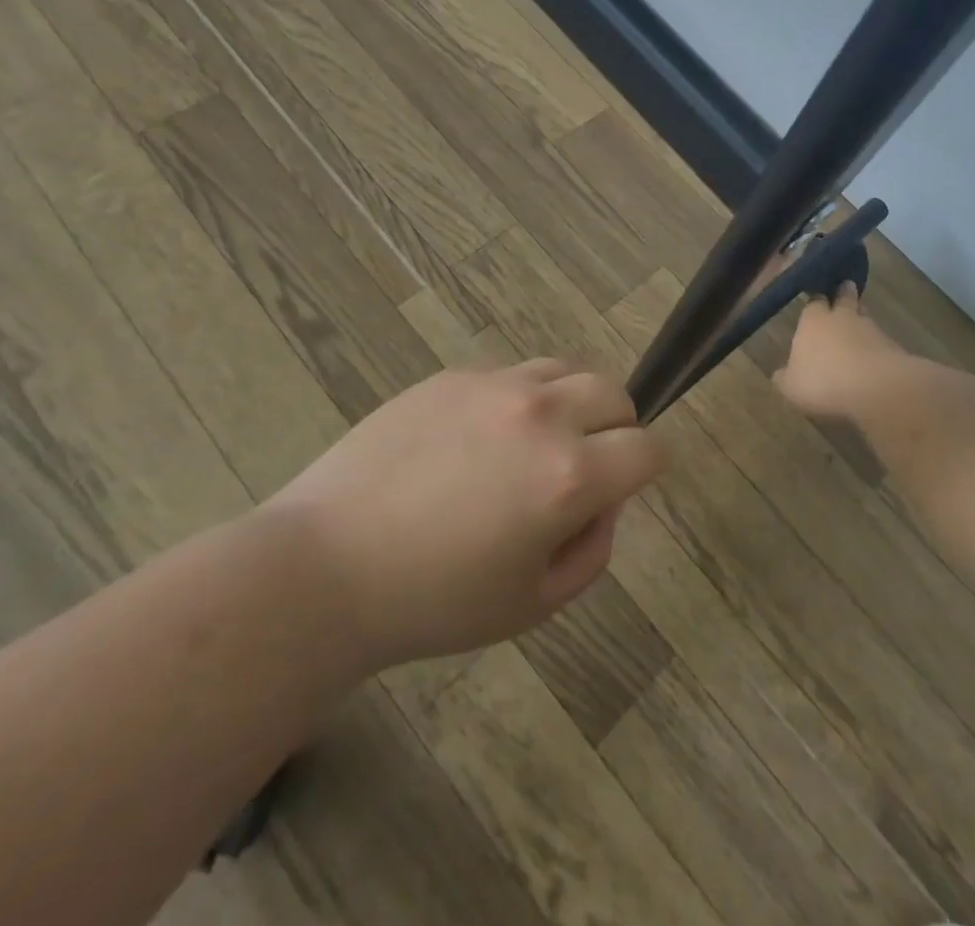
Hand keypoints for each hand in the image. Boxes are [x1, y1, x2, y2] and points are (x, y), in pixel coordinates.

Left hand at [265, 360, 663, 671]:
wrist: (326, 567)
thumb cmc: (435, 602)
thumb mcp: (534, 603)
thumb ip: (592, 550)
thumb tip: (603, 502)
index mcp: (569, 475)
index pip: (647, 448)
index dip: (647, 468)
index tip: (626, 485)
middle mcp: (541, 415)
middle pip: (613, 393)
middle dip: (616, 427)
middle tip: (583, 464)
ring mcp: (493, 386)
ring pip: (563, 371)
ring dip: (568, 403)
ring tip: (532, 443)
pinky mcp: (452, 376)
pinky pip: (509, 374)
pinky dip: (516, 399)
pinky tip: (475, 439)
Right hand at [774, 282, 909, 421]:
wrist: (878, 389)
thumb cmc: (823, 382)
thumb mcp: (791, 387)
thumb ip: (785, 378)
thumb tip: (780, 374)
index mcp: (813, 321)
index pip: (814, 302)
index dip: (816, 300)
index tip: (817, 297)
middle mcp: (842, 318)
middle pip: (845, 298)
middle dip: (844, 294)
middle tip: (845, 289)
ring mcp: (872, 330)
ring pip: (865, 318)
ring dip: (862, 321)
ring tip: (858, 327)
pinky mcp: (895, 348)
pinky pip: (882, 343)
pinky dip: (877, 348)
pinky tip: (873, 360)